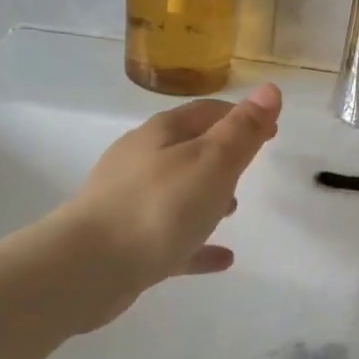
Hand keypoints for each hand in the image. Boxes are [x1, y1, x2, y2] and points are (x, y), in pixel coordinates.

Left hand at [58, 84, 282, 325]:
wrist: (87, 269)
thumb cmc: (158, 207)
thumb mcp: (212, 162)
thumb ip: (242, 130)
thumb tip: (270, 89)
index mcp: (161, 135)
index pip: (205, 112)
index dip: (240, 116)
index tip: (271, 129)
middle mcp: (140, 162)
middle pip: (187, 149)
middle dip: (220, 155)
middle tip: (250, 168)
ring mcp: (128, 202)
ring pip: (176, 193)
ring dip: (206, 197)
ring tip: (234, 211)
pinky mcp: (125, 243)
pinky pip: (171, 237)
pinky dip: (197, 242)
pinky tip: (222, 258)